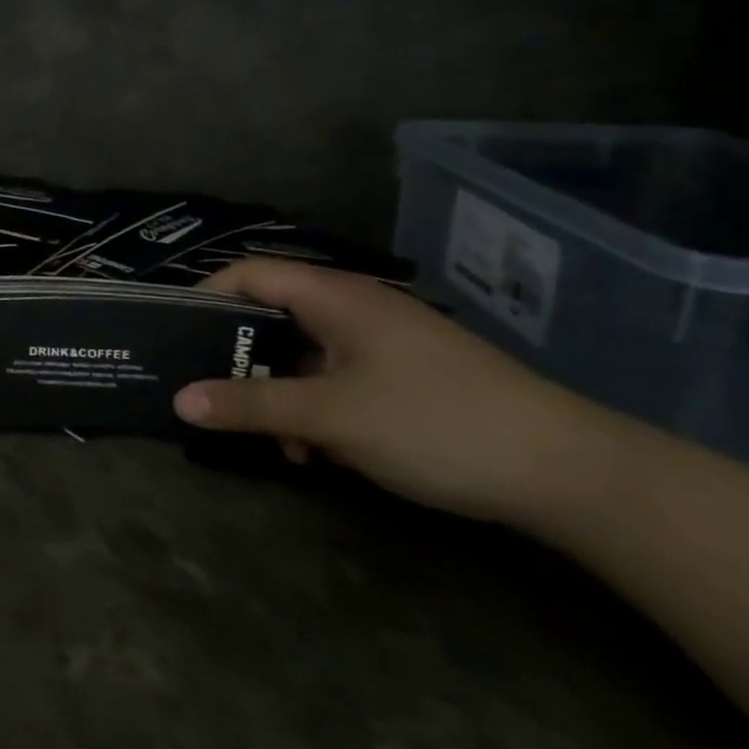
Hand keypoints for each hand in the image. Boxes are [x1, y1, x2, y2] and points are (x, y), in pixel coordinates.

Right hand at [173, 258, 609, 525]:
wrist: (573, 474)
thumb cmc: (435, 423)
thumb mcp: (330, 417)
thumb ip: (249, 405)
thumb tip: (178, 400)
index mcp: (334, 296)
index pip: (248, 274)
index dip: (205, 296)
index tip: (175, 335)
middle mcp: (355, 308)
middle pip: (272, 316)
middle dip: (240, 359)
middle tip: (212, 395)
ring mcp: (384, 343)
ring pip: (304, 354)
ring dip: (279, 393)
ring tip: (274, 442)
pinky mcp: (406, 377)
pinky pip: (338, 379)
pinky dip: (316, 408)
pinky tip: (320, 454)